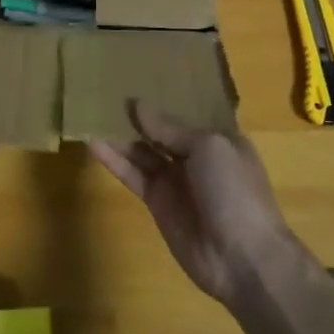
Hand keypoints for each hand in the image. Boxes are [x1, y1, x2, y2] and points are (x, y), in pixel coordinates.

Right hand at [88, 102, 305, 306]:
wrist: (242, 257)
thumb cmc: (234, 190)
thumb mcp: (208, 147)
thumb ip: (171, 128)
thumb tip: (138, 106)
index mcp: (218, 138)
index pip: (186, 112)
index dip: (163, 95)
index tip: (136, 76)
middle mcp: (195, 156)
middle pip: (160, 131)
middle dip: (137, 115)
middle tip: (104, 90)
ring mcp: (175, 180)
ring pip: (142, 151)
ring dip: (120, 135)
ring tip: (91, 112)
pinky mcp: (157, 202)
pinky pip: (133, 175)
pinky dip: (114, 160)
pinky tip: (93, 143)